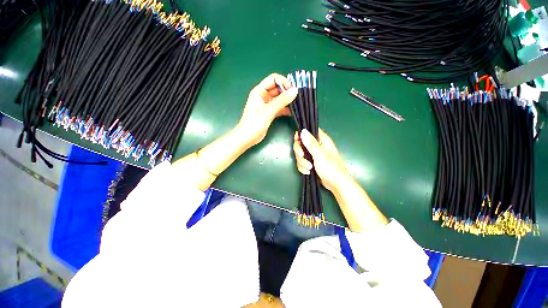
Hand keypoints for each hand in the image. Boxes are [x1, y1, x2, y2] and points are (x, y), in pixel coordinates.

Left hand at [235, 73, 297, 147]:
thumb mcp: (268, 111)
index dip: (283, 82)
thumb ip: (281, 101)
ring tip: (297, 104)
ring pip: (280, 98)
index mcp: (259, 91)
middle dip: (287, 91)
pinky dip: (286, 109)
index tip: (293, 89)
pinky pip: (280, 107)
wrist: (247, 138)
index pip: (273, 79)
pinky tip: (293, 112)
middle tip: (298, 97)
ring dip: (288, 101)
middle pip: (278, 88)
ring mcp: (267, 104)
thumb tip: (295, 91)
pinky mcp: (270, 112)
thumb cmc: (254, 123)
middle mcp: (263, 96)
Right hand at [293, 129, 349, 191]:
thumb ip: (311, 143)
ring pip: (300, 154)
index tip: (297, 142)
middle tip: (302, 156)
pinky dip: (303, 167)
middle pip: (301, 143)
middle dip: (300, 152)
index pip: (308, 131)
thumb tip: (303, 130)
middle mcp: (317, 146)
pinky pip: (302, 162)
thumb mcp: (320, 155)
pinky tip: (308, 172)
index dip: (301, 135)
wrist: (336, 185)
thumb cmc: (331, 168)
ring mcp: (314, 155)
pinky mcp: (311, 163)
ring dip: (302, 162)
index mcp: (322, 140)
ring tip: (309, 168)